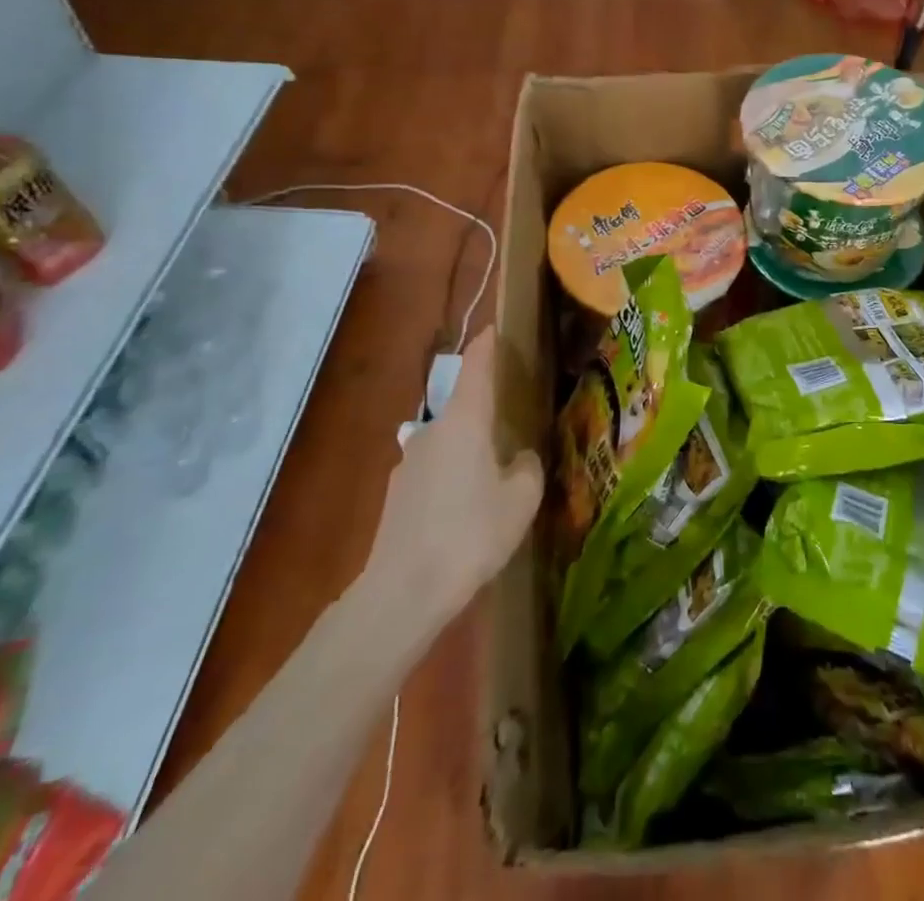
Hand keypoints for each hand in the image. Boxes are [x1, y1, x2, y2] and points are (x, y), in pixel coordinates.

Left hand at [356, 328, 541, 656]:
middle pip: (461, 404)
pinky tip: (466, 508)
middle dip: (485, 407)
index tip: (494, 330)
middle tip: (513, 418)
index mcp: (464, 420)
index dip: (486, 346)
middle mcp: (432, 430)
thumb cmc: (471, 533)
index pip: (475, 367)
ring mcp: (409, 462)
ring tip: (493, 473)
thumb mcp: (521, 498)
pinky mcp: (397, 495)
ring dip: (469, 446)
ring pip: (447, 440)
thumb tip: (518, 457)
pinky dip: (453, 475)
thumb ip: (526, 467)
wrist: (402, 593)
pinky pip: (434, 470)